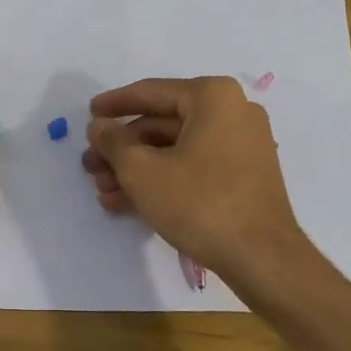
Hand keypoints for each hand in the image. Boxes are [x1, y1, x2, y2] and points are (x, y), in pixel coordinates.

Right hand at [82, 76, 305, 282]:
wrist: (261, 258)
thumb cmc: (199, 203)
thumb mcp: (142, 171)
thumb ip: (114, 142)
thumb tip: (99, 126)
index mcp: (213, 97)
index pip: (152, 92)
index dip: (114, 104)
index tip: (88, 113)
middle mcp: (233, 112)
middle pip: (162, 124)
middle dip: (123, 148)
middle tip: (90, 165)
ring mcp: (242, 145)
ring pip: (176, 150)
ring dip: (137, 169)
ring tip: (103, 191)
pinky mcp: (244, 176)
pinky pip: (194, 167)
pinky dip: (162, 180)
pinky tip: (128, 203)